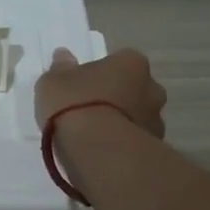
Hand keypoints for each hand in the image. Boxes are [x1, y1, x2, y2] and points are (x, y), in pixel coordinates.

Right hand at [35, 47, 165, 138]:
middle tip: (90, 110)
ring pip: (137, 116)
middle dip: (117, 97)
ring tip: (94, 136)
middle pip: (133, 88)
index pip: (119, 61)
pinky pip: (135, 141)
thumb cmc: (75, 105)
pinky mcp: (154, 149)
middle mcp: (152, 87)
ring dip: (121, 122)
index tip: (84, 85)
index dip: (101, 73)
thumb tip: (64, 57)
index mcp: (131, 63)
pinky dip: (123, 143)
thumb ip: (61, 68)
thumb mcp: (53, 82)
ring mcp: (156, 120)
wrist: (97, 150)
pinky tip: (102, 152)